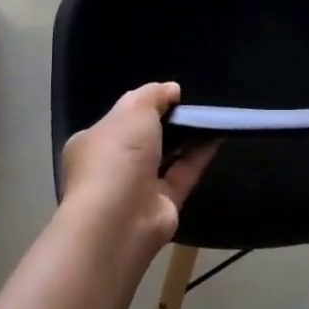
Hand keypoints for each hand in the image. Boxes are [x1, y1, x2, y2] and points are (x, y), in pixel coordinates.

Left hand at [60, 82, 216, 258]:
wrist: (120, 218)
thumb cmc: (116, 156)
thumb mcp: (133, 110)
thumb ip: (152, 95)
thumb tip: (172, 90)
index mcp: (91, 143)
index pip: (116, 120)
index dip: (141, 106)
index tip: (166, 96)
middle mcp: (111, 166)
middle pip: (142, 139)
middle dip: (164, 123)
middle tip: (189, 106)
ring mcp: (136, 188)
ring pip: (165, 157)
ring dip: (185, 138)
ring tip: (208, 115)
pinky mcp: (163, 205)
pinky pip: (183, 173)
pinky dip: (199, 154)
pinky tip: (217, 134)